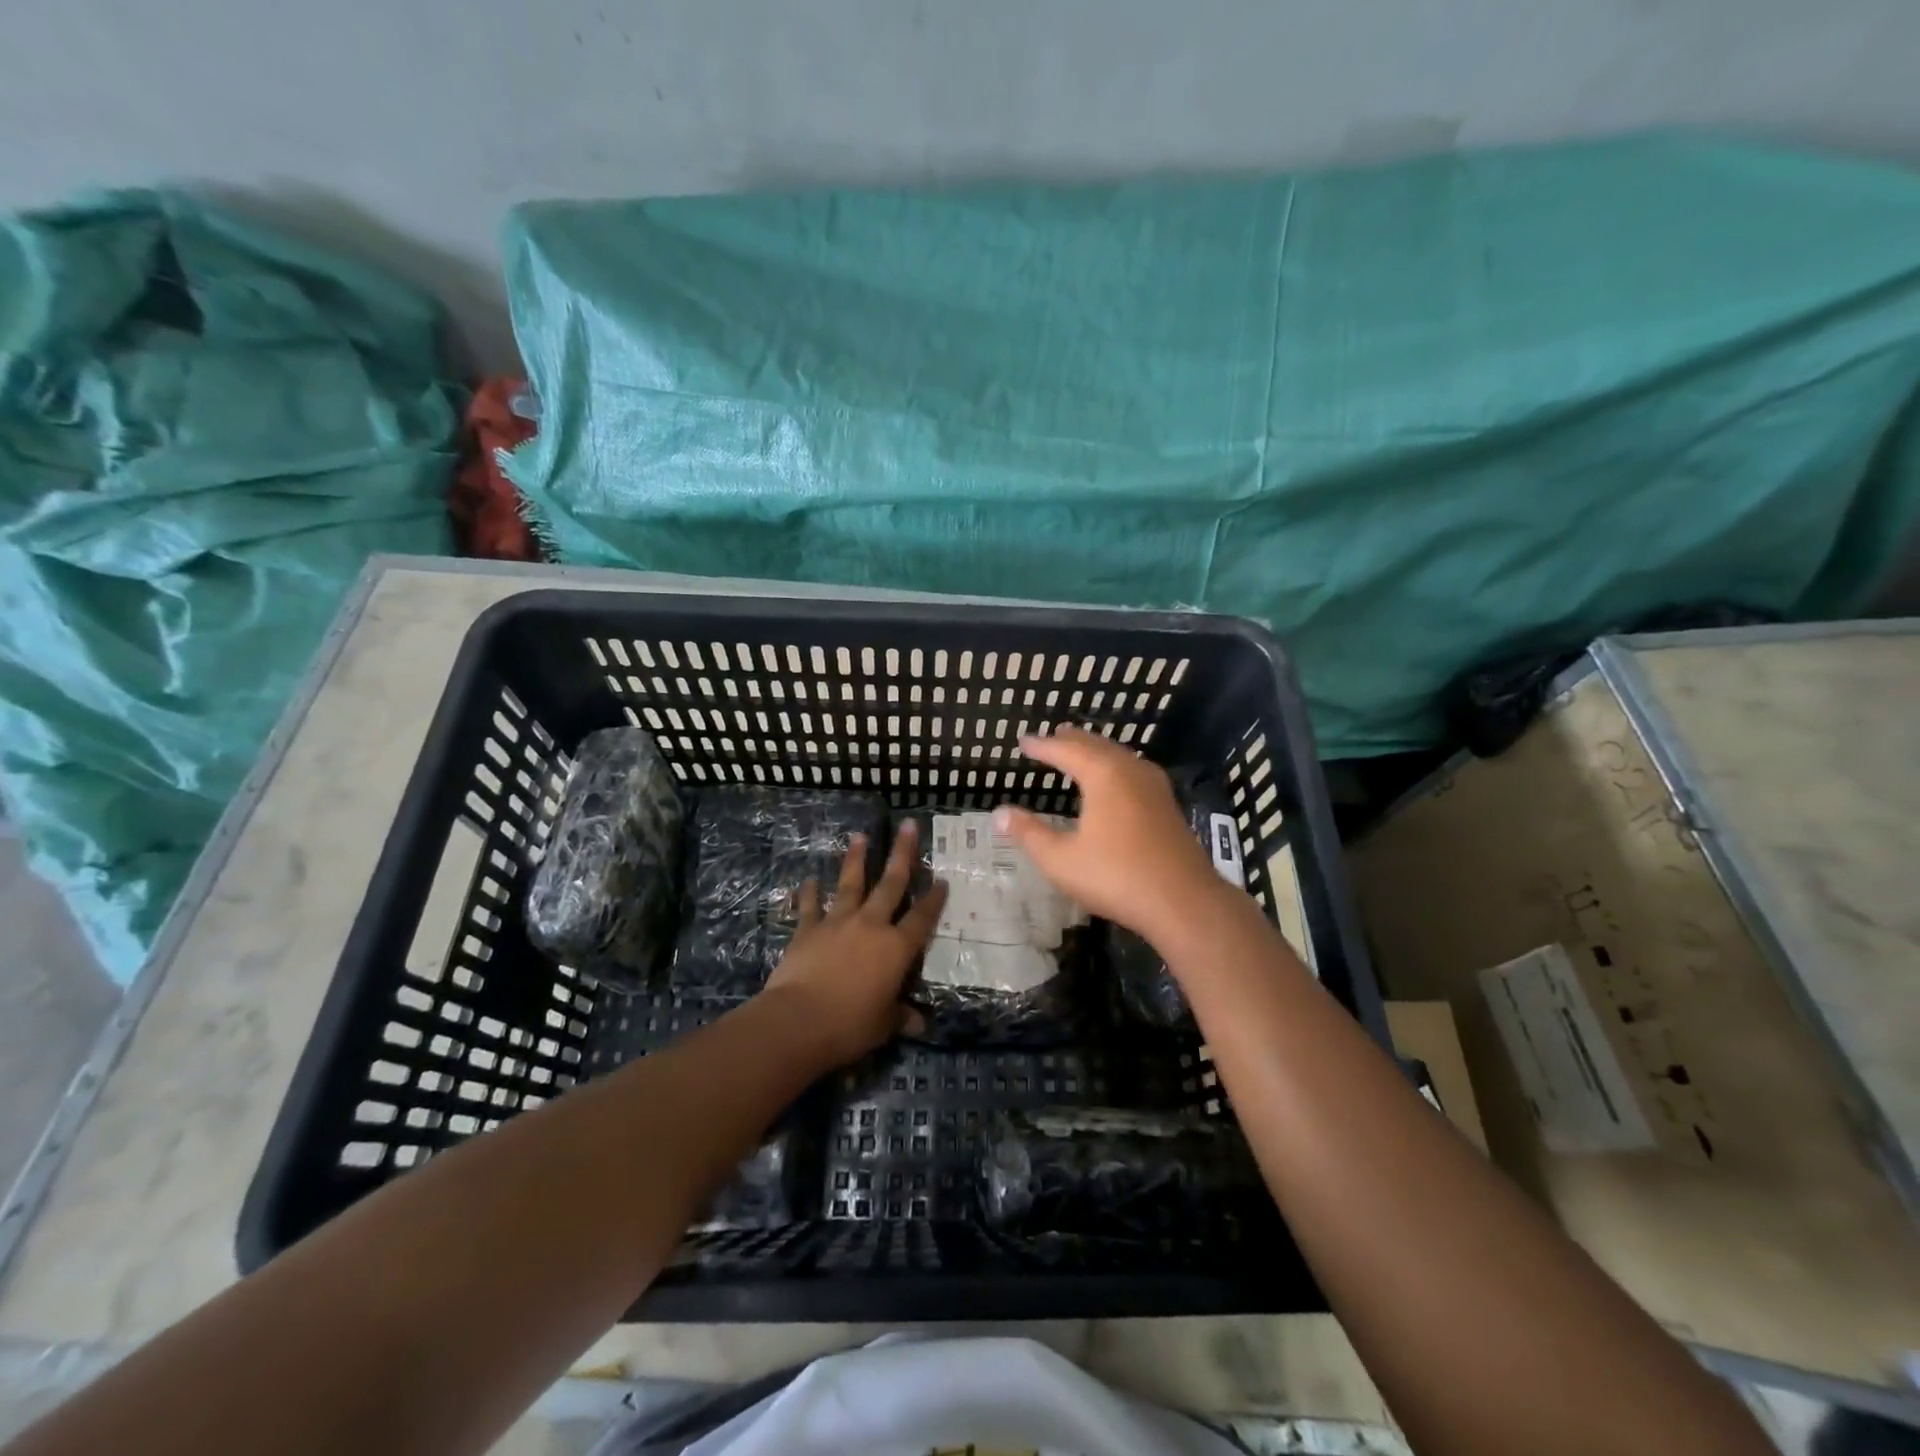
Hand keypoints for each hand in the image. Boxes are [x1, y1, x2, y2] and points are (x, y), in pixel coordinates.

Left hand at [759, 820, 947, 1066]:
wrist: (799, 1020)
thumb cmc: (850, 1025)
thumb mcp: (883, 1025)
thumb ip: (900, 1017)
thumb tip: (919, 1023)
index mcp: (896, 948)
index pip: (922, 918)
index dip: (934, 899)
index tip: (942, 879)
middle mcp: (871, 926)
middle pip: (891, 884)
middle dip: (902, 854)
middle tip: (909, 826)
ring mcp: (838, 923)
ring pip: (851, 884)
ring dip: (856, 860)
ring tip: (860, 836)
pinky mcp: (807, 930)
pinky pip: (810, 907)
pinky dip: (809, 893)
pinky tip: (808, 880)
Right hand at [996, 726, 1227, 946]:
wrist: (1185, 902)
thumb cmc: (1116, 877)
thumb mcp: (1061, 860)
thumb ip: (1029, 834)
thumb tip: (999, 813)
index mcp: (1103, 775)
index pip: (1066, 750)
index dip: (1042, 746)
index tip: (1023, 742)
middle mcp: (1130, 770)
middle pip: (1096, 745)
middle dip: (1071, 740)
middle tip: (1051, 737)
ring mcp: (1154, 786)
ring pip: (1119, 755)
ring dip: (1095, 750)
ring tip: (1079, 750)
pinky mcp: (1167, 804)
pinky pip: (1133, 770)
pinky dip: (1114, 765)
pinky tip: (1115, 780)